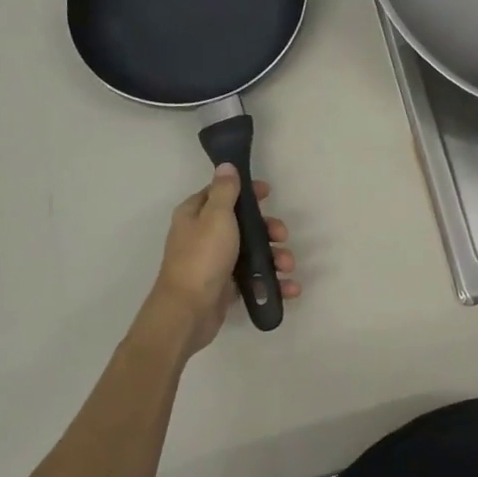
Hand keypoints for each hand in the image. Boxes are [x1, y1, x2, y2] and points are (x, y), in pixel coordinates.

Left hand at [150, 165, 298, 355]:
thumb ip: (225, 191)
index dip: (246, 191)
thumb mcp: (216, 216)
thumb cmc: (203, 257)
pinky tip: (289, 288)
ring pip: (251, 252)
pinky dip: (271, 282)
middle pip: (243, 224)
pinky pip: (253, 279)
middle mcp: (203, 235)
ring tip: (287, 267)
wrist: (189, 311)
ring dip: (274, 257)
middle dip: (268, 230)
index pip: (222, 193)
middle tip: (281, 236)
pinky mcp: (225, 286)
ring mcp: (215, 262)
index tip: (268, 193)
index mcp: (196, 215)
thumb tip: (226, 165)